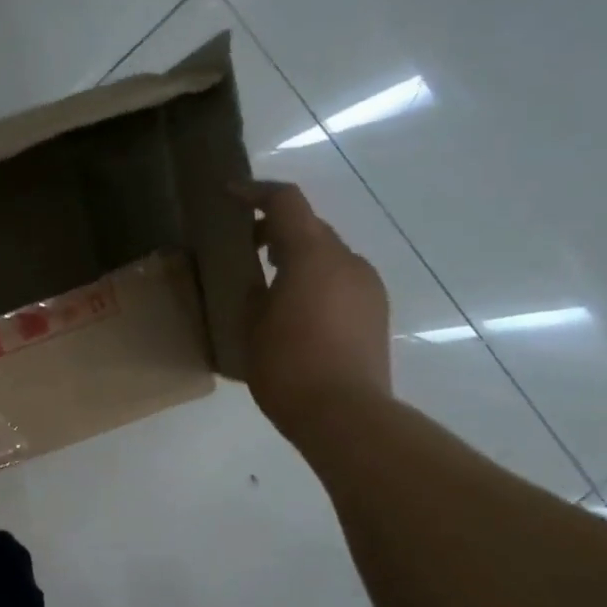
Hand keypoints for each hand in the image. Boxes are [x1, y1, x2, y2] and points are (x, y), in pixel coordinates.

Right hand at [239, 181, 391, 446]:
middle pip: (310, 228)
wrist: (345, 414)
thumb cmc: (288, 368)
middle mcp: (347, 260)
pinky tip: (296, 313)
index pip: (287, 203)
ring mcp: (368, 286)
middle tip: (245, 247)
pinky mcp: (376, 311)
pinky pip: (341, 281)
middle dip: (277, 229)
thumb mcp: (252, 328)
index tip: (229, 195)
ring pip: (328, 256)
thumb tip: (261, 282)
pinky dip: (316, 282)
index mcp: (313, 256)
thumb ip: (254, 292)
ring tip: (269, 286)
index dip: (256, 192)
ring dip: (298, 258)